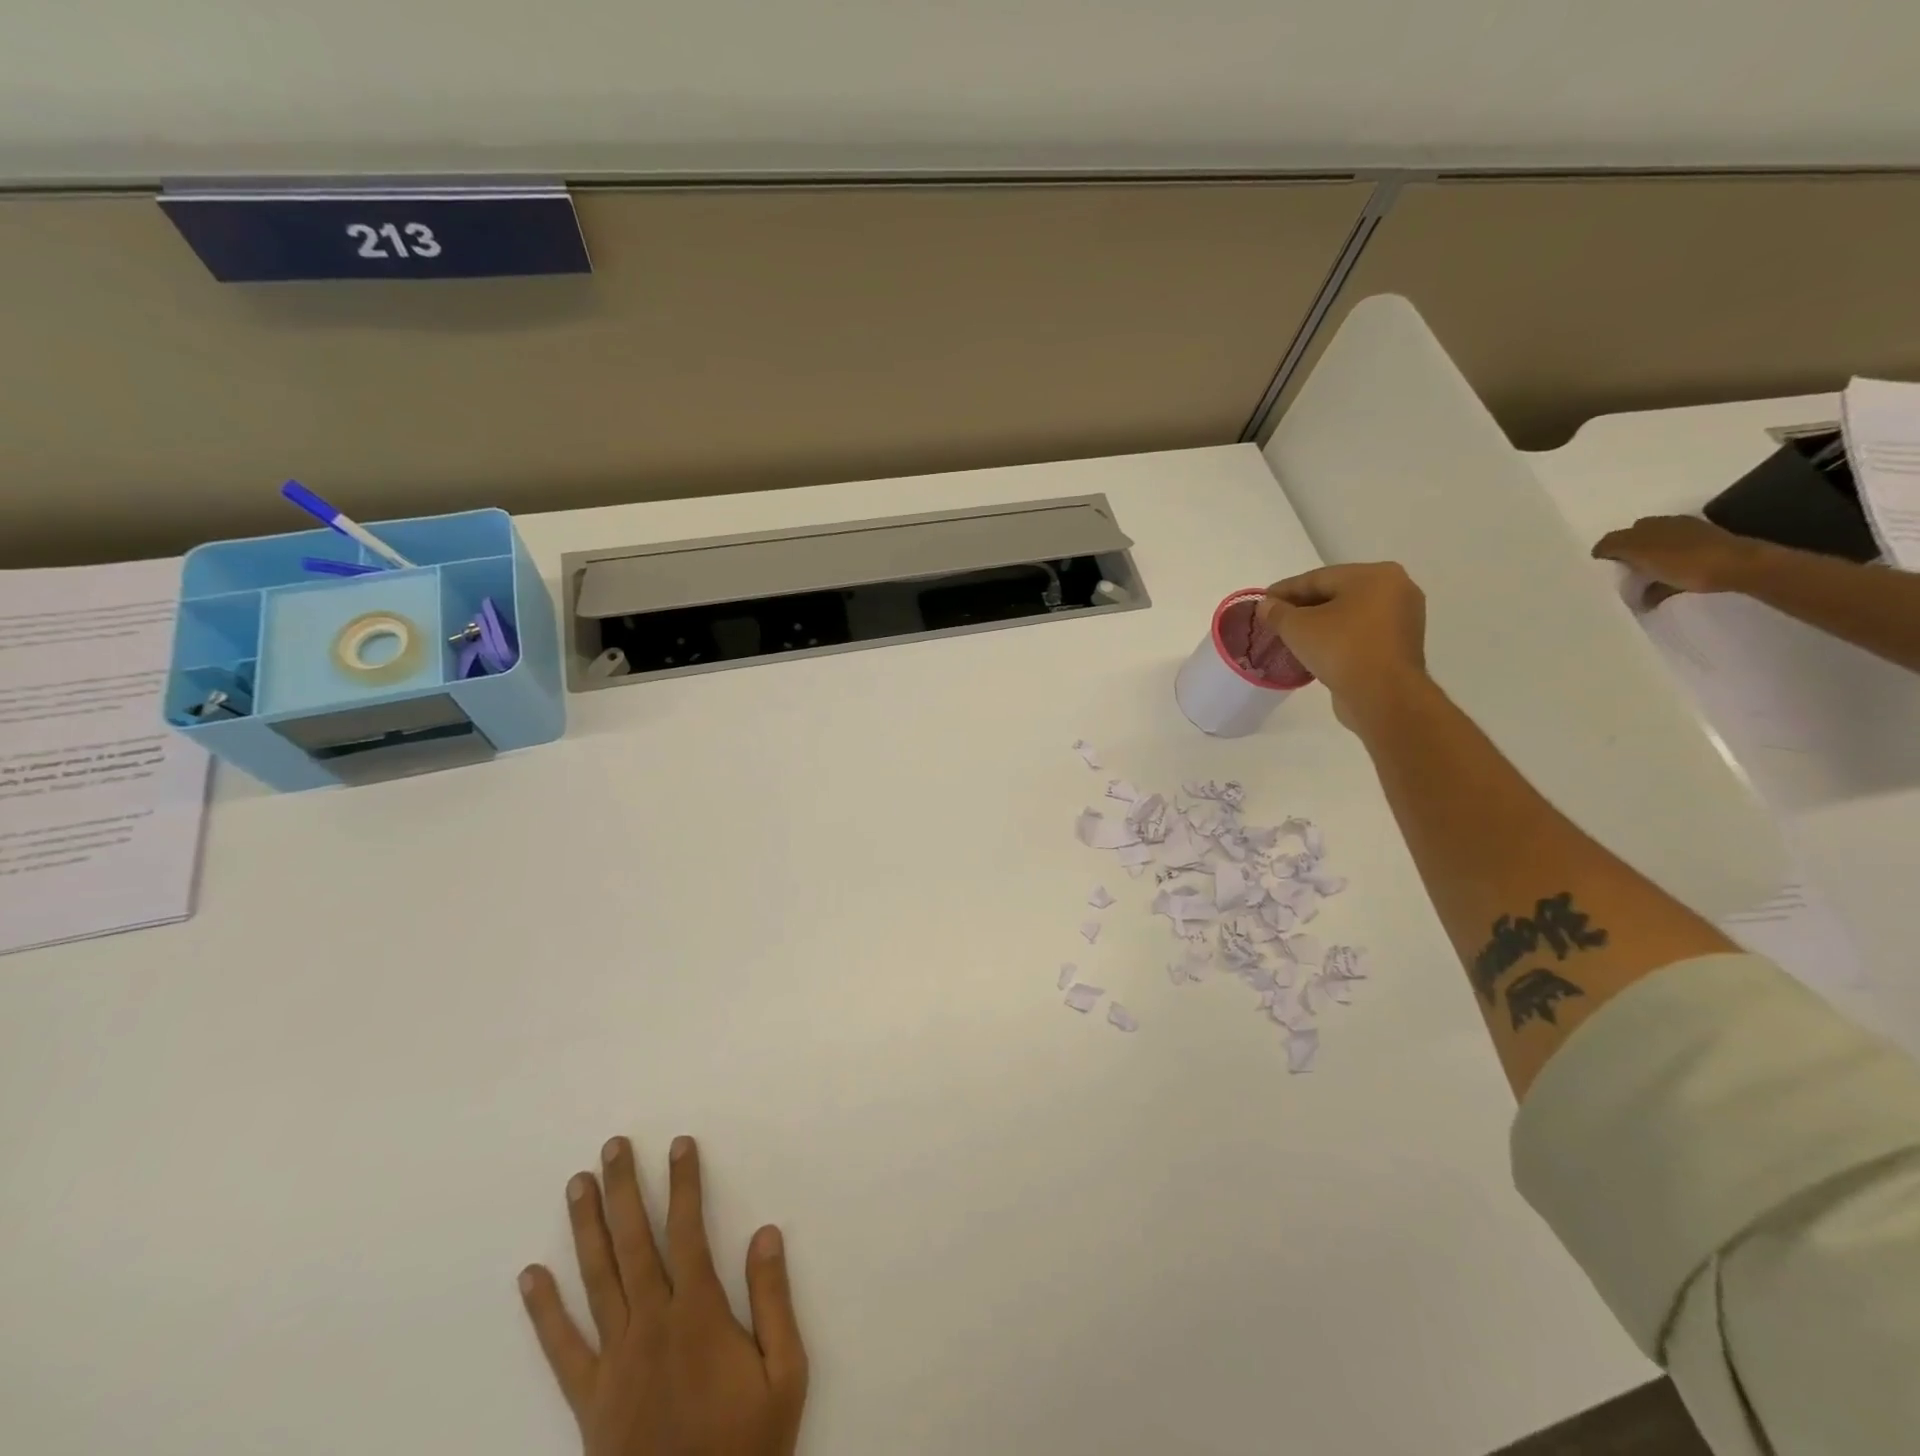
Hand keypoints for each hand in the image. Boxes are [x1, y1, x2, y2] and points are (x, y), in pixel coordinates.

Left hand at [519, 1136, 807, 1455]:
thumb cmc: (748, 1448)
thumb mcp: (785, 1375)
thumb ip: (774, 1300)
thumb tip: (765, 1232)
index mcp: (698, 1316)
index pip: (688, 1231)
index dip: (685, 1184)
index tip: (679, 1145)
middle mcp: (651, 1326)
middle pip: (635, 1243)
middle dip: (625, 1189)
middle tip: (614, 1146)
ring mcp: (614, 1362)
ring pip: (597, 1280)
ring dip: (588, 1228)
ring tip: (578, 1184)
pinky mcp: (589, 1400)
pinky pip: (561, 1349)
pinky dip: (544, 1310)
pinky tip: (531, 1275)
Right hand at [1256, 562, 1428, 730]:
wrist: (1383, 695)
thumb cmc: (1341, 649)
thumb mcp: (1297, 627)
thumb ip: (1277, 612)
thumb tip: (1266, 606)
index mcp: (1375, 575)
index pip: (1318, 578)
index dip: (1285, 589)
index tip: (1262, 600)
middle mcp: (1396, 589)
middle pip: (1336, 593)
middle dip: (1303, 606)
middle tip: (1274, 619)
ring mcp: (1402, 618)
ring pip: (1349, 615)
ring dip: (1319, 624)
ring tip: (1291, 636)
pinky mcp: (1400, 645)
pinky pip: (1360, 634)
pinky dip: (1337, 638)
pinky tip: (1315, 649)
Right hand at [1591, 515, 1766, 600]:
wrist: (1739, 568)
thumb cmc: (1684, 560)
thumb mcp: (1639, 551)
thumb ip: (1614, 546)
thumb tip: (1599, 549)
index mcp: (1654, 524)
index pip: (1620, 535)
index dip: (1607, 550)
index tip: (1600, 568)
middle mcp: (1672, 527)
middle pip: (1640, 543)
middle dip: (1627, 558)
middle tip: (1617, 577)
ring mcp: (1693, 541)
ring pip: (1658, 556)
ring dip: (1646, 568)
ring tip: (1636, 588)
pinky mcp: (1707, 558)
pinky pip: (1676, 568)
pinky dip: (1664, 580)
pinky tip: (1658, 594)